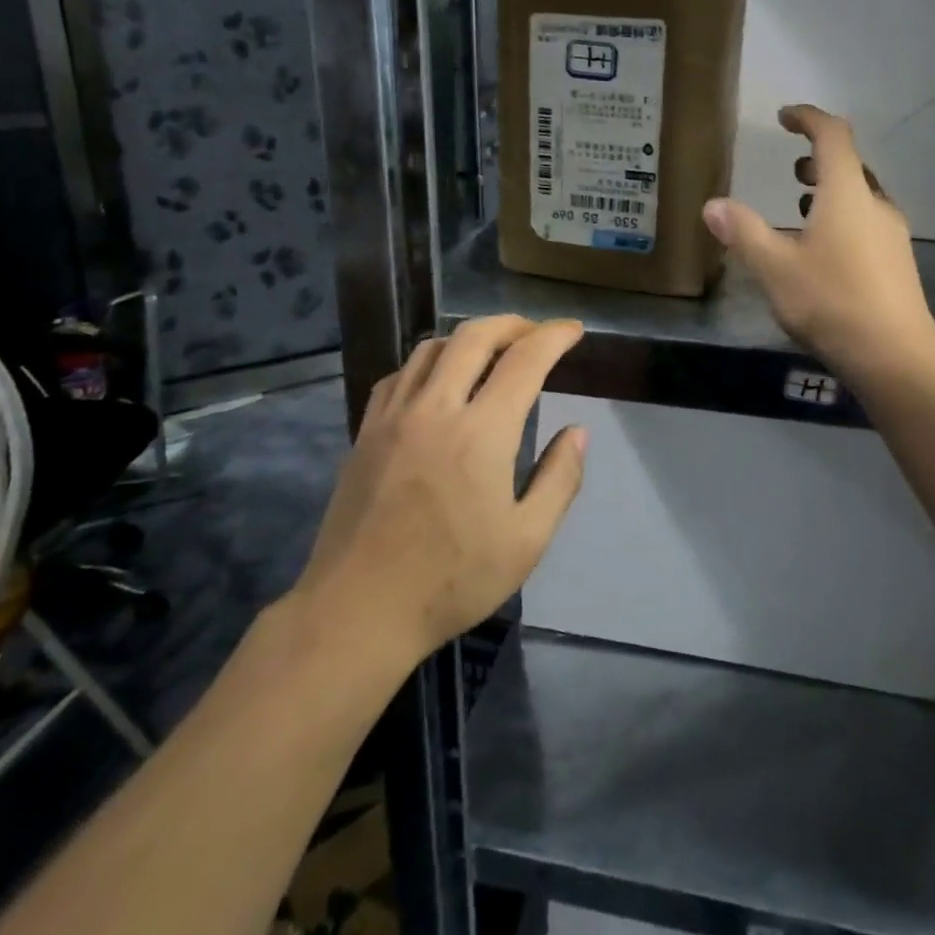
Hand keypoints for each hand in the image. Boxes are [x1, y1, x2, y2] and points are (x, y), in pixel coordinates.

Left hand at [294, 316, 587, 663]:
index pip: (525, 360)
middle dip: (512, 324)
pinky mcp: (366, 432)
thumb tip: (577, 432)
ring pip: (432, 348)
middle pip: (474, 337)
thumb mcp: (526, 540)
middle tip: (535, 333)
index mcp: (482, 432)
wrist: (358, 610)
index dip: (554, 336)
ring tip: (491, 351)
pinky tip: (437, 381)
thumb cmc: (452, 581)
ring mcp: (394, 417)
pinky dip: (427, 362)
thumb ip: (560, 479)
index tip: (574, 330)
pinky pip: (399, 375)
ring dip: (469, 338)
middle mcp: (436, 409)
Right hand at [703, 105, 934, 382]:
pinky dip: (842, 216)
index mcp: (847, 194)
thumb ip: (744, 232)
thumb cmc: (832, 302)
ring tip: (800, 203)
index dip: (808, 118)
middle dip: (818, 158)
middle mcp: (875, 205)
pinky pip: (867, 222)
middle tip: (791, 166)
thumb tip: (712, 205)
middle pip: (850, 165)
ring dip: (831, 189)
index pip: (833, 135)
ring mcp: (892, 234)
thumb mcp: (775, 268)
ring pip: (861, 196)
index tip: (784, 117)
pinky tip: (823, 249)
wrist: (896, 357)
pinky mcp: (896, 262)